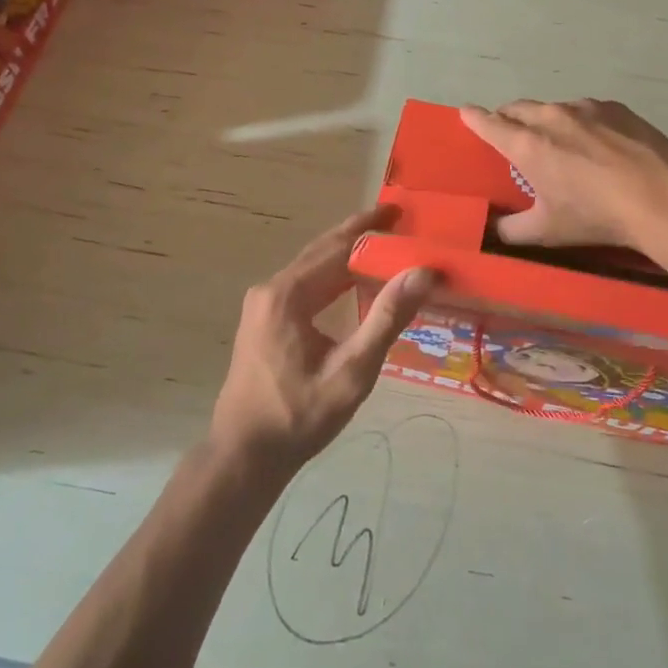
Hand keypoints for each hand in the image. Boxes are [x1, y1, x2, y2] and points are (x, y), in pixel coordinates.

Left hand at [211, 207, 435, 476]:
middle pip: (321, 252)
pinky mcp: (263, 320)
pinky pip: (303, 286)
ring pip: (311, 268)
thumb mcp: (351, 371)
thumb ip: (387, 318)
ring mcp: (262, 305)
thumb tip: (422, 273)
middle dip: (359, 235)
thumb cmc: (299, 417)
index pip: (337, 248)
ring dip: (346, 256)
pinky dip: (331, 277)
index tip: (399, 211)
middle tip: (396, 221)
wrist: (244, 455)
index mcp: (288, 295)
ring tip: (382, 247)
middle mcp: (270, 290)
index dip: (370, 228)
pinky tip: (353, 283)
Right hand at [459, 99, 667, 251]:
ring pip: (552, 108)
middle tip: (510, 135)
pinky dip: (580, 122)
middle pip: (517, 109)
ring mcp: (585, 108)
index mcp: (527, 144)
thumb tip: (493, 230)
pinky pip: (586, 110)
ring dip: (545, 120)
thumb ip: (512, 230)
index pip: (489, 124)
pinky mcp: (614, 108)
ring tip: (558, 142)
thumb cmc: (596, 216)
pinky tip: (596, 144)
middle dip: (507, 118)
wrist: (661, 197)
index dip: (473, 118)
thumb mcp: (547, 231)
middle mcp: (551, 117)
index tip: (465, 113)